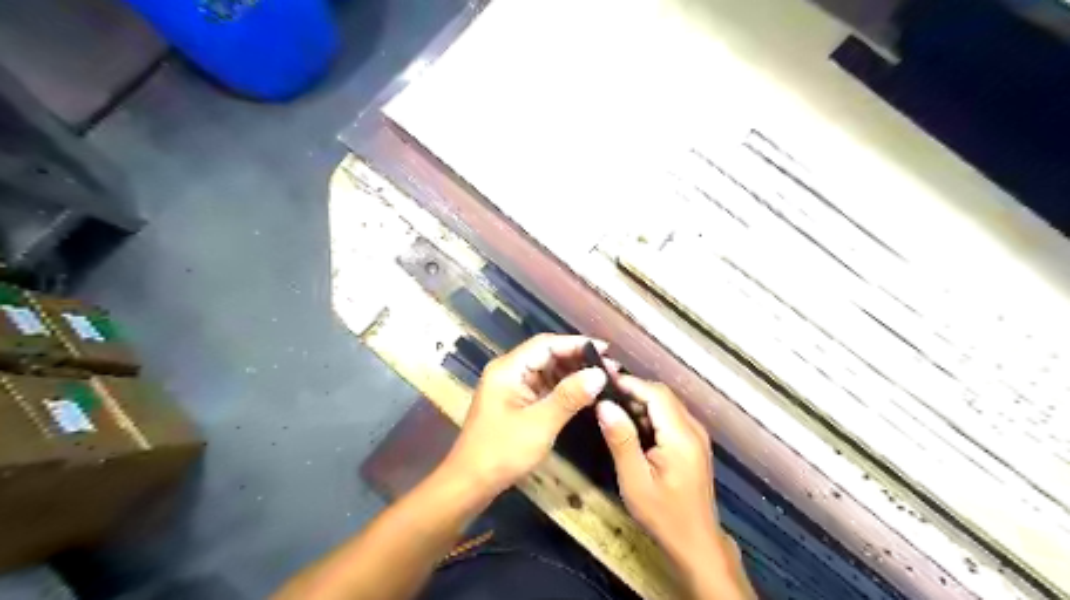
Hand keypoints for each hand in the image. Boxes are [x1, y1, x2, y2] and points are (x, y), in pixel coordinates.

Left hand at [446, 335, 610, 494]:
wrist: (470, 484)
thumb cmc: (502, 452)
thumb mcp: (540, 424)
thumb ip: (569, 396)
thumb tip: (599, 374)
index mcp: (508, 369)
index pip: (546, 344)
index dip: (577, 344)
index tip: (606, 350)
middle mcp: (509, 371)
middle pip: (547, 355)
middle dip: (578, 359)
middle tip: (611, 368)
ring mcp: (512, 387)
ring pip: (547, 371)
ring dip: (573, 374)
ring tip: (603, 379)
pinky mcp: (516, 403)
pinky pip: (544, 387)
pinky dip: (564, 389)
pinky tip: (584, 394)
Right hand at [593, 379, 718, 566]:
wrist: (696, 542)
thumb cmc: (663, 515)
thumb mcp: (634, 480)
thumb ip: (621, 440)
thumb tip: (604, 404)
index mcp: (681, 436)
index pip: (655, 393)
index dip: (629, 383)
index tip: (602, 380)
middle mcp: (693, 429)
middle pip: (662, 395)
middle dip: (633, 390)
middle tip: (602, 393)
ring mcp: (697, 435)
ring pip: (666, 404)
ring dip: (640, 402)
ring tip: (611, 407)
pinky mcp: (694, 443)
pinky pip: (670, 416)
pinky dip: (650, 414)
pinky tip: (631, 425)